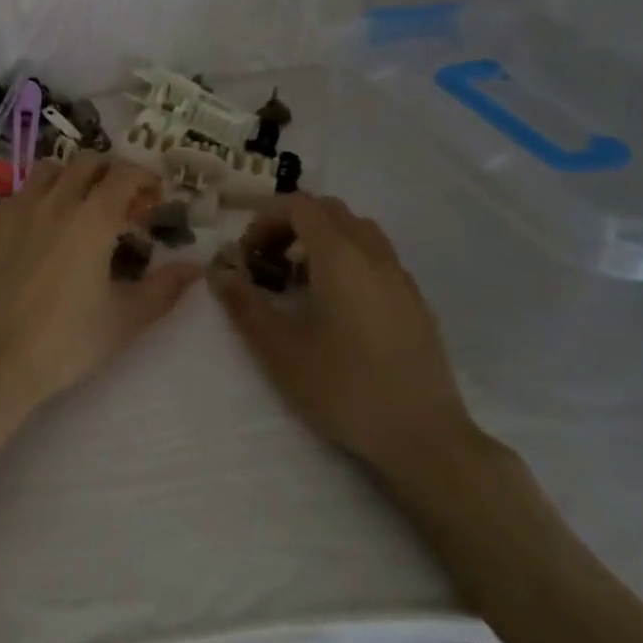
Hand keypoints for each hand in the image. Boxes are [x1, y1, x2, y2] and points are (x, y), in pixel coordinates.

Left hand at [0, 153, 201, 419]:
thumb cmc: (63, 342)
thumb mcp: (124, 320)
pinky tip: (35, 235)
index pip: (125, 173)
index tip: (152, 199)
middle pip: (86, 161)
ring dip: (69, 178)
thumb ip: (164, 288)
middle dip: (109, 173)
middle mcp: (53, 201)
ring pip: (47, 170)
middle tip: (118, 203)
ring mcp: (14, 209)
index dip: (145, 178)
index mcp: (92, 218)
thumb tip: (195, 266)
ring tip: (75, 209)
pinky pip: (16, 196)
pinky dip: (35, 201)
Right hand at [208, 193, 484, 492]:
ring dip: (322, 239)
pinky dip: (349, 260)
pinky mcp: (416, 301)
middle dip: (292, 224)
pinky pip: (377, 257)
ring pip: (358, 231)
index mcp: (340, 256)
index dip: (266, 218)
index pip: (300, 205)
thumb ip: (244, 304)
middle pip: (330, 210)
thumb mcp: (280, 349)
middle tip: (269, 261)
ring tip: (301, 281)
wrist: (423, 437)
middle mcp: (374, 254)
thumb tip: (219, 271)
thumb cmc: (343, 388)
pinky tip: (338, 306)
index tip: (248, 253)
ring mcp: (401, 277)